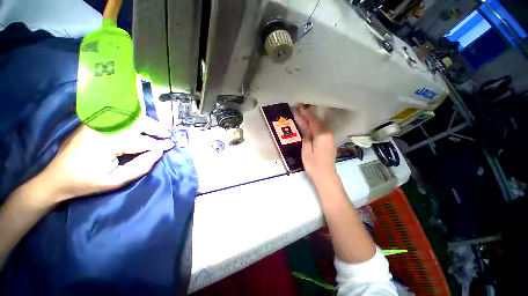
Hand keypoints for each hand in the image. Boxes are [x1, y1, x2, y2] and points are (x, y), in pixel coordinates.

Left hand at [32, 116, 173, 203]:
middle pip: (136, 122)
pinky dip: (135, 121)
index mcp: (106, 143)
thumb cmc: (86, 183)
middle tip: (167, 134)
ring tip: (159, 130)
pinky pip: (120, 118)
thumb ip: (140, 166)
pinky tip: (142, 126)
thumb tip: (158, 153)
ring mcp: (96, 124)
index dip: (158, 144)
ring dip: (147, 123)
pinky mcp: (94, 124)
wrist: (56, 178)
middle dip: (155, 127)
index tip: (171, 145)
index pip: (140, 141)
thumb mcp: (115, 181)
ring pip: (129, 118)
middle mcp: (102, 129)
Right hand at [293, 106, 336, 183]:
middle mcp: (327, 133)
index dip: (305, 113)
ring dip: (310, 119)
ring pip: (319, 124)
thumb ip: (307, 136)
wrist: (325, 175)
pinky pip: (321, 129)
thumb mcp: (306, 150)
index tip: (298, 107)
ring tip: (302, 114)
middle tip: (298, 108)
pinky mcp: (328, 140)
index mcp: (322, 134)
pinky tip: (309, 124)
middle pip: (316, 121)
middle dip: (307, 114)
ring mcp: (329, 137)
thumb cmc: (313, 164)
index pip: (312, 120)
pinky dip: (314, 125)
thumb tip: (306, 126)